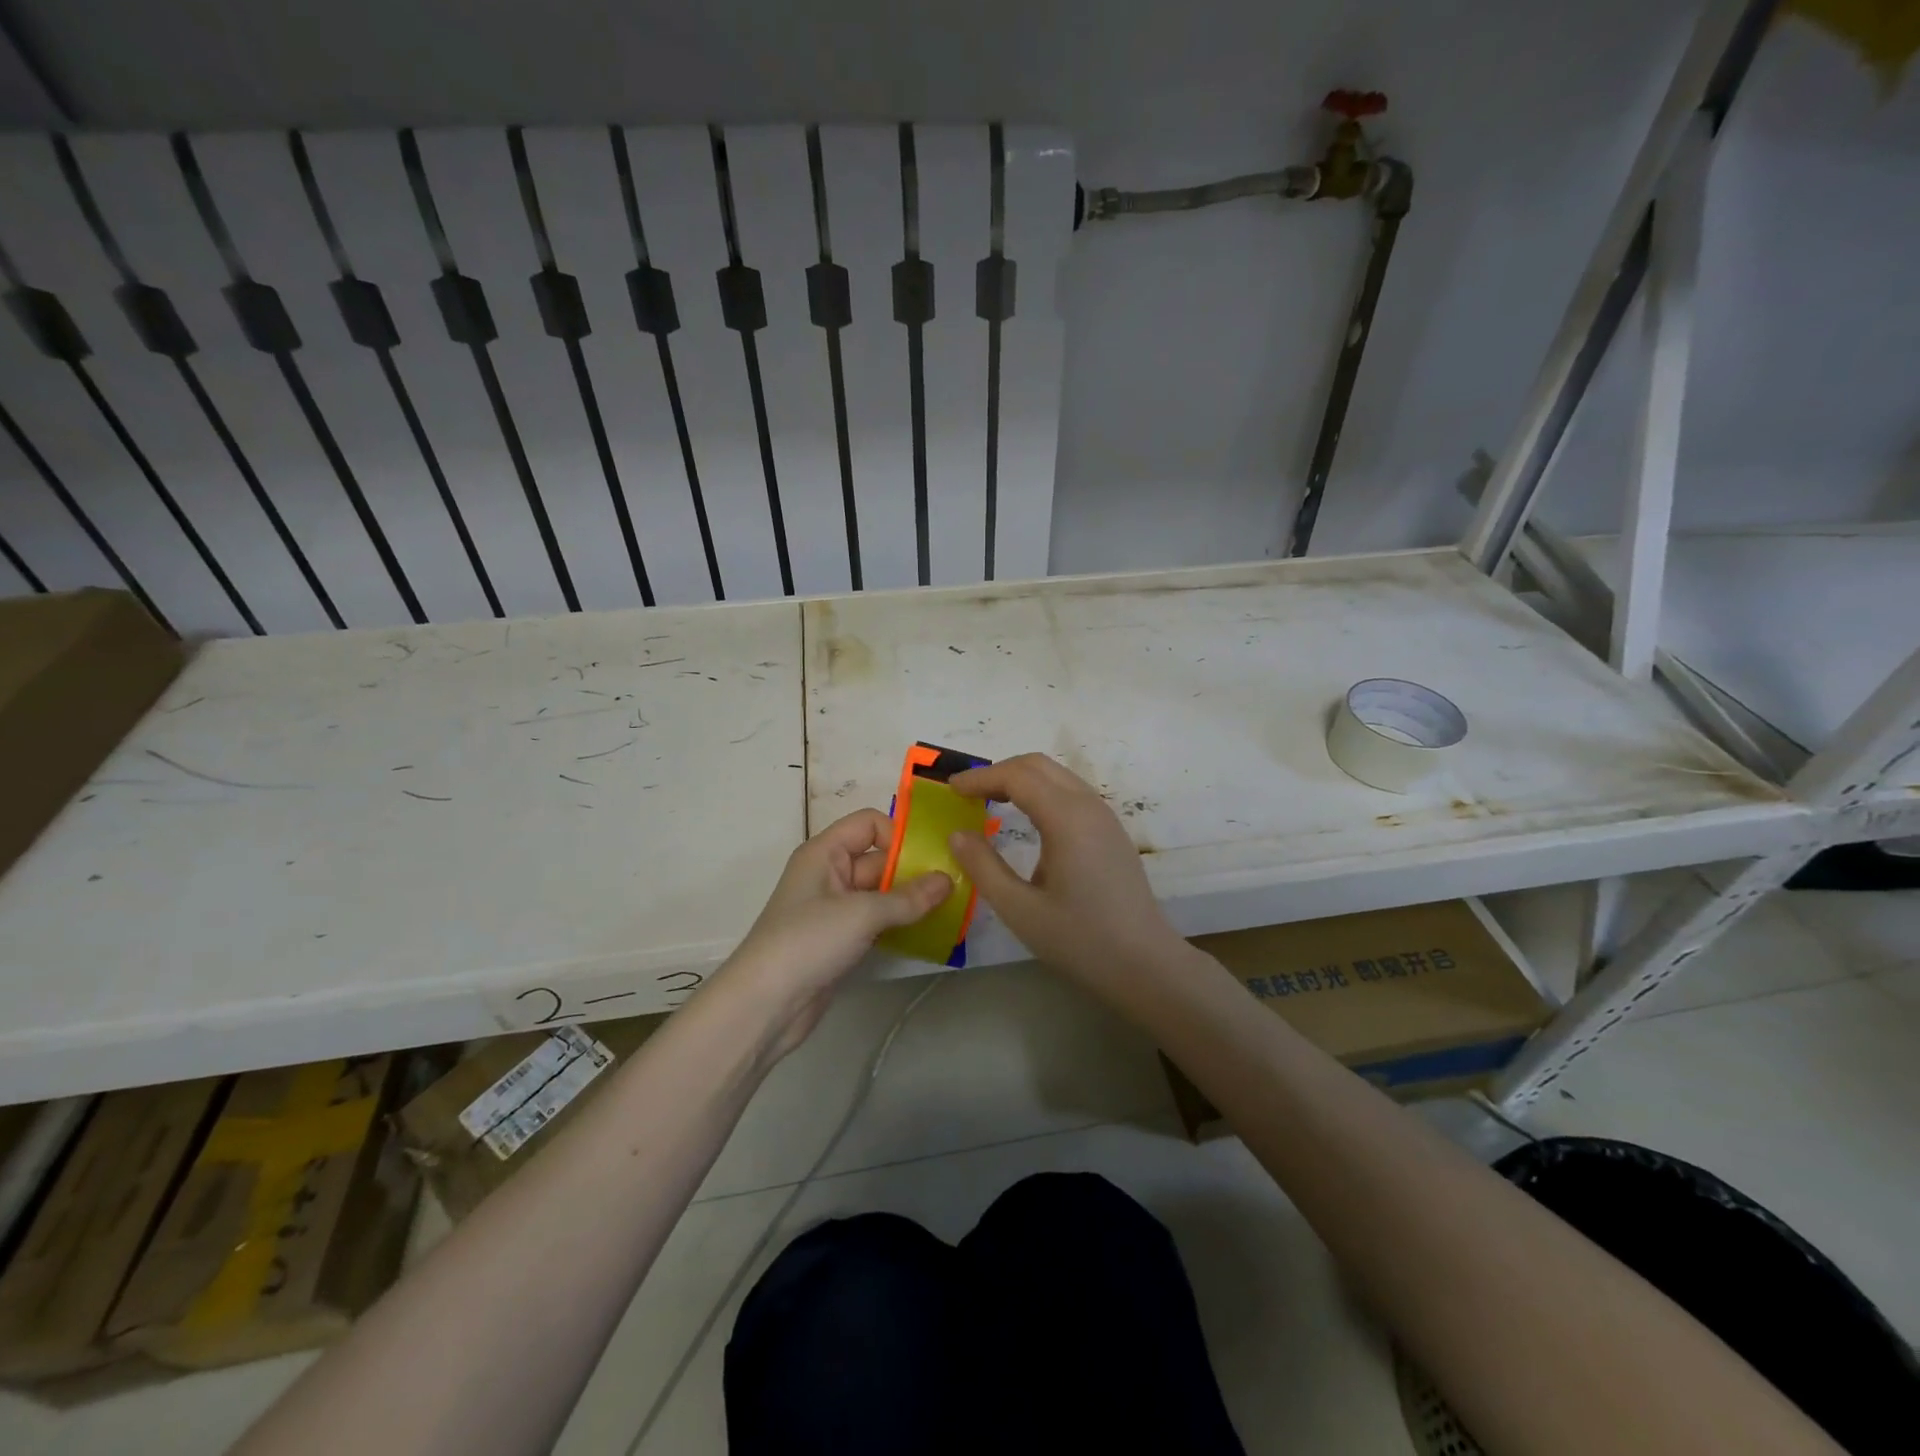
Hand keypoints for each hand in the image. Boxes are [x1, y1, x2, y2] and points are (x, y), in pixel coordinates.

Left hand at [715, 809, 951, 1059]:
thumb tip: (949, 880)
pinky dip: (900, 923)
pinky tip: (929, 932)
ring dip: (911, 899)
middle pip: (879, 858)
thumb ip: (908, 897)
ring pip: (881, 892)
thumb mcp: (861, 914)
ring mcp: (835, 909)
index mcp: (825, 852)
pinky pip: (877, 920)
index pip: (869, 824)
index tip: (930, 858)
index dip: (899, 835)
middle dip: (914, 869)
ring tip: (950, 908)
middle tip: (955, 884)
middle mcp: (829, 873)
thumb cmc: (808, 942)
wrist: (764, 1005)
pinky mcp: (841, 939)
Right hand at [945, 754, 1187, 991]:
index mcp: (1067, 819)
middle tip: (966, 793)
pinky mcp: (1111, 831)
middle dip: (998, 771)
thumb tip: (957, 834)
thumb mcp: (1020, 910)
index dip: (980, 777)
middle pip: (1038, 766)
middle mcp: (1088, 806)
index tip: (950, 789)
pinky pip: (1070, 793)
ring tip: (988, 801)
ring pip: (1056, 776)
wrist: (1145, 964)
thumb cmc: (1080, 940)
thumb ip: (984, 867)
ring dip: (1020, 779)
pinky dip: (1040, 792)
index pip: (1017, 776)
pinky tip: (1025, 819)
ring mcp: (1104, 816)